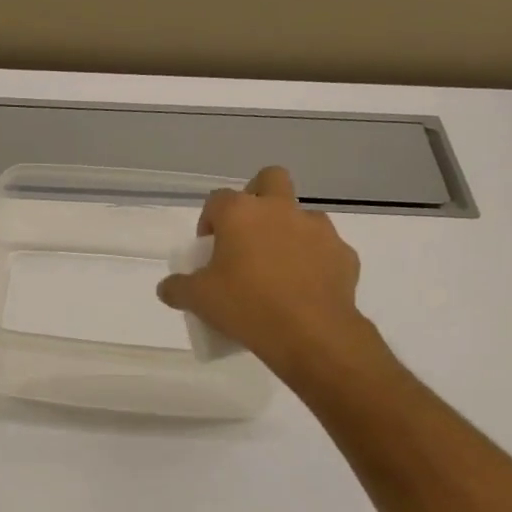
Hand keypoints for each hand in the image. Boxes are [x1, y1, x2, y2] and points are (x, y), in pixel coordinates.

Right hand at [156, 166, 373, 375]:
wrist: (311, 333)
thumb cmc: (246, 306)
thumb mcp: (198, 300)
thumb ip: (177, 288)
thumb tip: (168, 288)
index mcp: (241, 214)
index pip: (217, 200)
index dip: (209, 220)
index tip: (208, 248)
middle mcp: (281, 210)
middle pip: (270, 179)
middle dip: (258, 197)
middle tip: (247, 235)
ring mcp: (318, 229)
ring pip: (301, 216)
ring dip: (288, 233)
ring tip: (277, 270)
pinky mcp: (344, 254)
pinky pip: (324, 250)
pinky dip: (313, 263)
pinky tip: (303, 291)